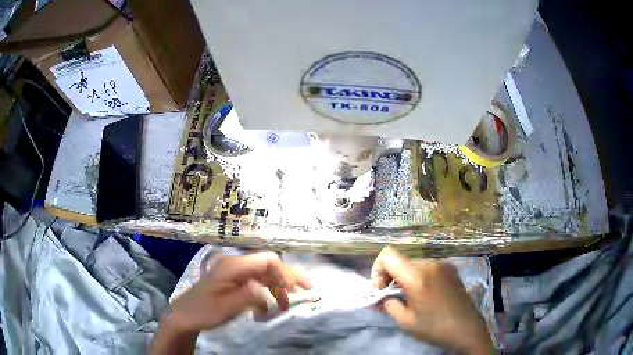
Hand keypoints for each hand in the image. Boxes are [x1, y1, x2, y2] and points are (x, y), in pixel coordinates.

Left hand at [166, 252, 310, 331]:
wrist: (185, 316)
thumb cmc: (204, 311)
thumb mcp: (226, 307)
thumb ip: (248, 296)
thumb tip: (266, 287)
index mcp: (233, 266)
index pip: (266, 261)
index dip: (285, 272)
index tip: (297, 289)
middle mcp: (236, 265)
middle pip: (268, 265)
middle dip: (288, 277)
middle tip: (308, 289)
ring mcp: (235, 274)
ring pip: (265, 276)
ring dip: (278, 289)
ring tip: (286, 307)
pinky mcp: (234, 283)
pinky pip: (257, 284)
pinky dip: (266, 295)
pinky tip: (266, 310)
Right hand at [371, 247, 493, 354]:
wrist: (466, 328)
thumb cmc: (434, 327)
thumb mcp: (405, 320)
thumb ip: (387, 304)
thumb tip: (378, 297)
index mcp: (417, 276)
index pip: (388, 255)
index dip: (378, 269)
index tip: (381, 288)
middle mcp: (430, 264)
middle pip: (400, 259)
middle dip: (391, 276)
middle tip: (391, 296)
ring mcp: (442, 264)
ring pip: (413, 263)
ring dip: (405, 276)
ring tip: (409, 296)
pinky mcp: (451, 268)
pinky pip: (427, 266)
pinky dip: (419, 276)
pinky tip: (424, 293)